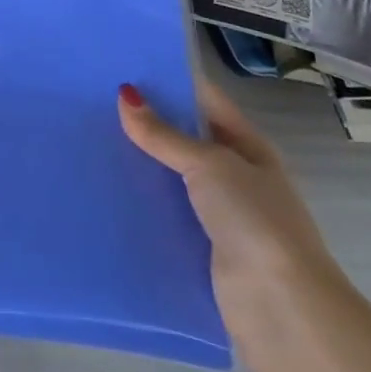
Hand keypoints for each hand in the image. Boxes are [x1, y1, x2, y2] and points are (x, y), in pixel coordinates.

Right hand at [118, 80, 344, 333]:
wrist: (280, 305)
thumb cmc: (253, 220)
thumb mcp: (208, 165)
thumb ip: (164, 134)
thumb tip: (125, 95)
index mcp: (248, 147)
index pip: (204, 101)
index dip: (170, 83)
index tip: (123, 67)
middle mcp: (236, 175)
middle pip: (185, 138)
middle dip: (147, 122)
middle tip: (93, 101)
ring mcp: (220, 212)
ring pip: (171, 175)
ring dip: (141, 162)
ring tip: (90, 139)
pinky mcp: (201, 244)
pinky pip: (165, 210)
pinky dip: (142, 200)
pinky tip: (106, 187)